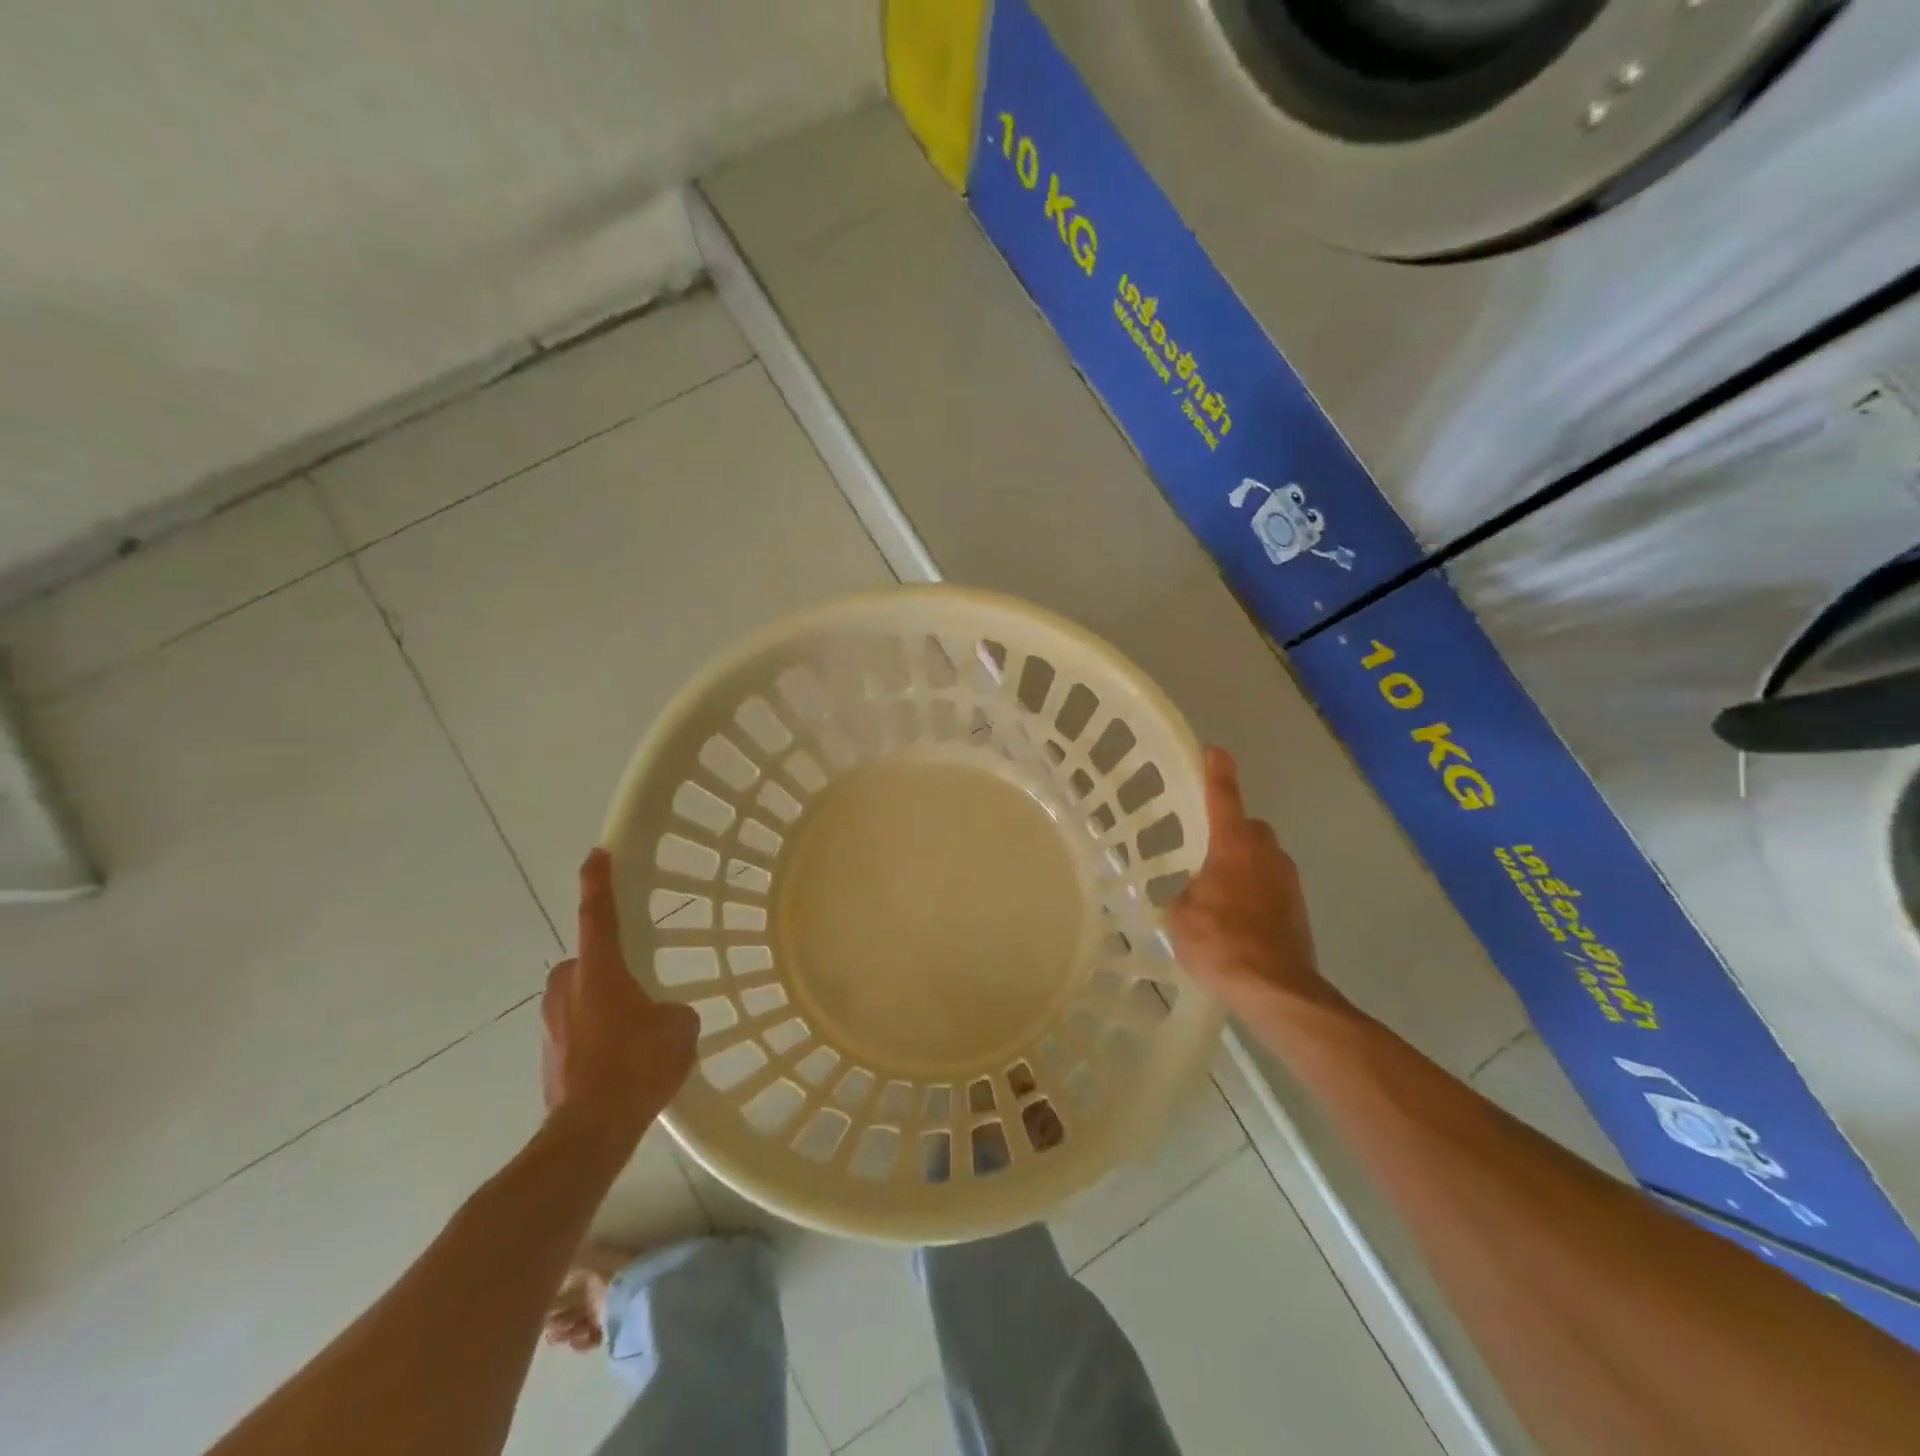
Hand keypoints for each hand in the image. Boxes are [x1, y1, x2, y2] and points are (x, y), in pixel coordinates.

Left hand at [541, 850, 698, 1144]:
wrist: (590, 1131)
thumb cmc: (637, 1065)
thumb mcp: (679, 1028)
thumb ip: (671, 1010)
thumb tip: (662, 1017)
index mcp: (599, 971)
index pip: (597, 913)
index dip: (598, 881)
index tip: (597, 854)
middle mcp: (567, 988)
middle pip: (584, 961)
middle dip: (605, 967)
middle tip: (636, 985)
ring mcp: (551, 1024)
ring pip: (578, 998)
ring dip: (599, 1005)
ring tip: (632, 1031)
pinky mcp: (548, 1056)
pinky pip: (575, 1030)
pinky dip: (593, 1036)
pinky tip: (619, 1060)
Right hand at [1168, 748, 1342, 1017]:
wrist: (1277, 990)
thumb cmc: (1221, 943)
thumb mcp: (1180, 917)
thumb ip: (1185, 893)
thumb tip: (1193, 893)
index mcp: (1233, 847)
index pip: (1223, 798)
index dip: (1217, 773)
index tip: (1214, 751)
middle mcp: (1266, 855)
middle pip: (1249, 827)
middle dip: (1232, 830)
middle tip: (1206, 851)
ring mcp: (1288, 881)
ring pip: (1264, 857)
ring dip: (1245, 863)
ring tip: (1220, 892)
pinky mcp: (1299, 908)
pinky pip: (1272, 884)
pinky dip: (1256, 890)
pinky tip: (1239, 918)